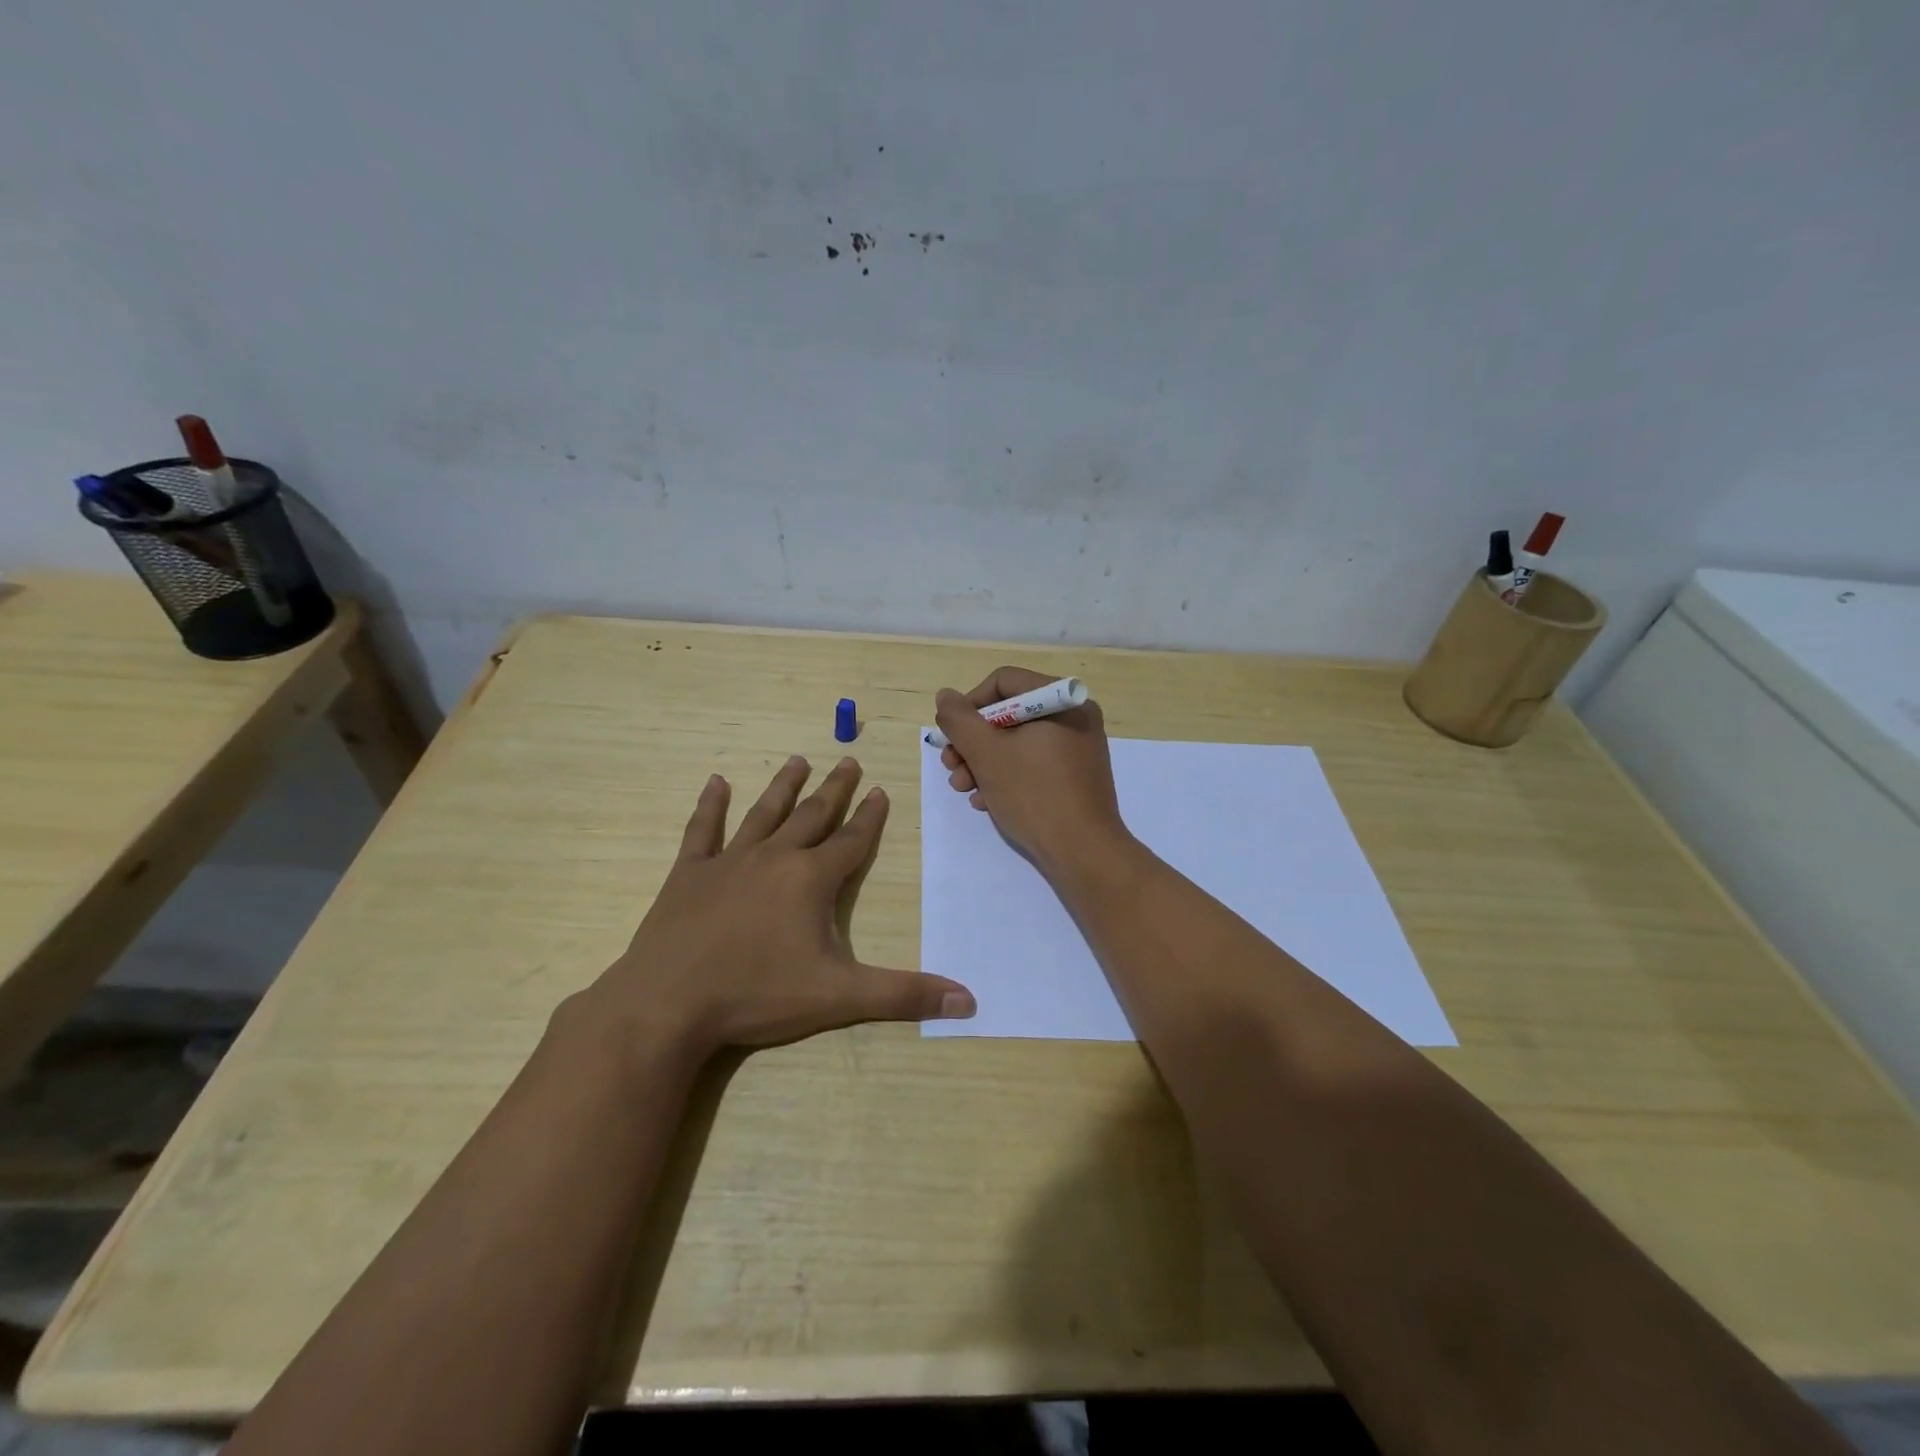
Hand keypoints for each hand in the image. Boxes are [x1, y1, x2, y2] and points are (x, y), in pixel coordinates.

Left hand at [589, 756, 974, 1060]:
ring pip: (764, 814)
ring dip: (783, 786)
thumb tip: (969, 999)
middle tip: (848, 760)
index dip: (870, 817)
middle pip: (812, 816)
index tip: (881, 790)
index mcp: (811, 880)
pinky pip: (702, 831)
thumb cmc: (757, 995)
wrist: (668, 1004)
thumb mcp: (839, 997)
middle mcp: (774, 858)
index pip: (852, 841)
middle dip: (834, 789)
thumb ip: (903, 995)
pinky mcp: (688, 875)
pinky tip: (716, 782)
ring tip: (798, 761)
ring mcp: (728, 862)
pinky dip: (710, 806)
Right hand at [935, 666, 1127, 871]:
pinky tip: (987, 801)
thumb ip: (959, 720)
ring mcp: (1078, 748)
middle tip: (951, 766)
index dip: (969, 705)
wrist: (1083, 852)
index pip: (1003, 682)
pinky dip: (1007, 776)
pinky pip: (1034, 763)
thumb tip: (946, 696)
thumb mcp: (986, 754)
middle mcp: (1074, 717)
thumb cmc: (1034, 794)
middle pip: (1009, 714)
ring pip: (1018, 742)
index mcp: (1061, 701)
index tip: (952, 735)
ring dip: (983, 763)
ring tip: (965, 789)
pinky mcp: (1076, 776)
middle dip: (973, 742)